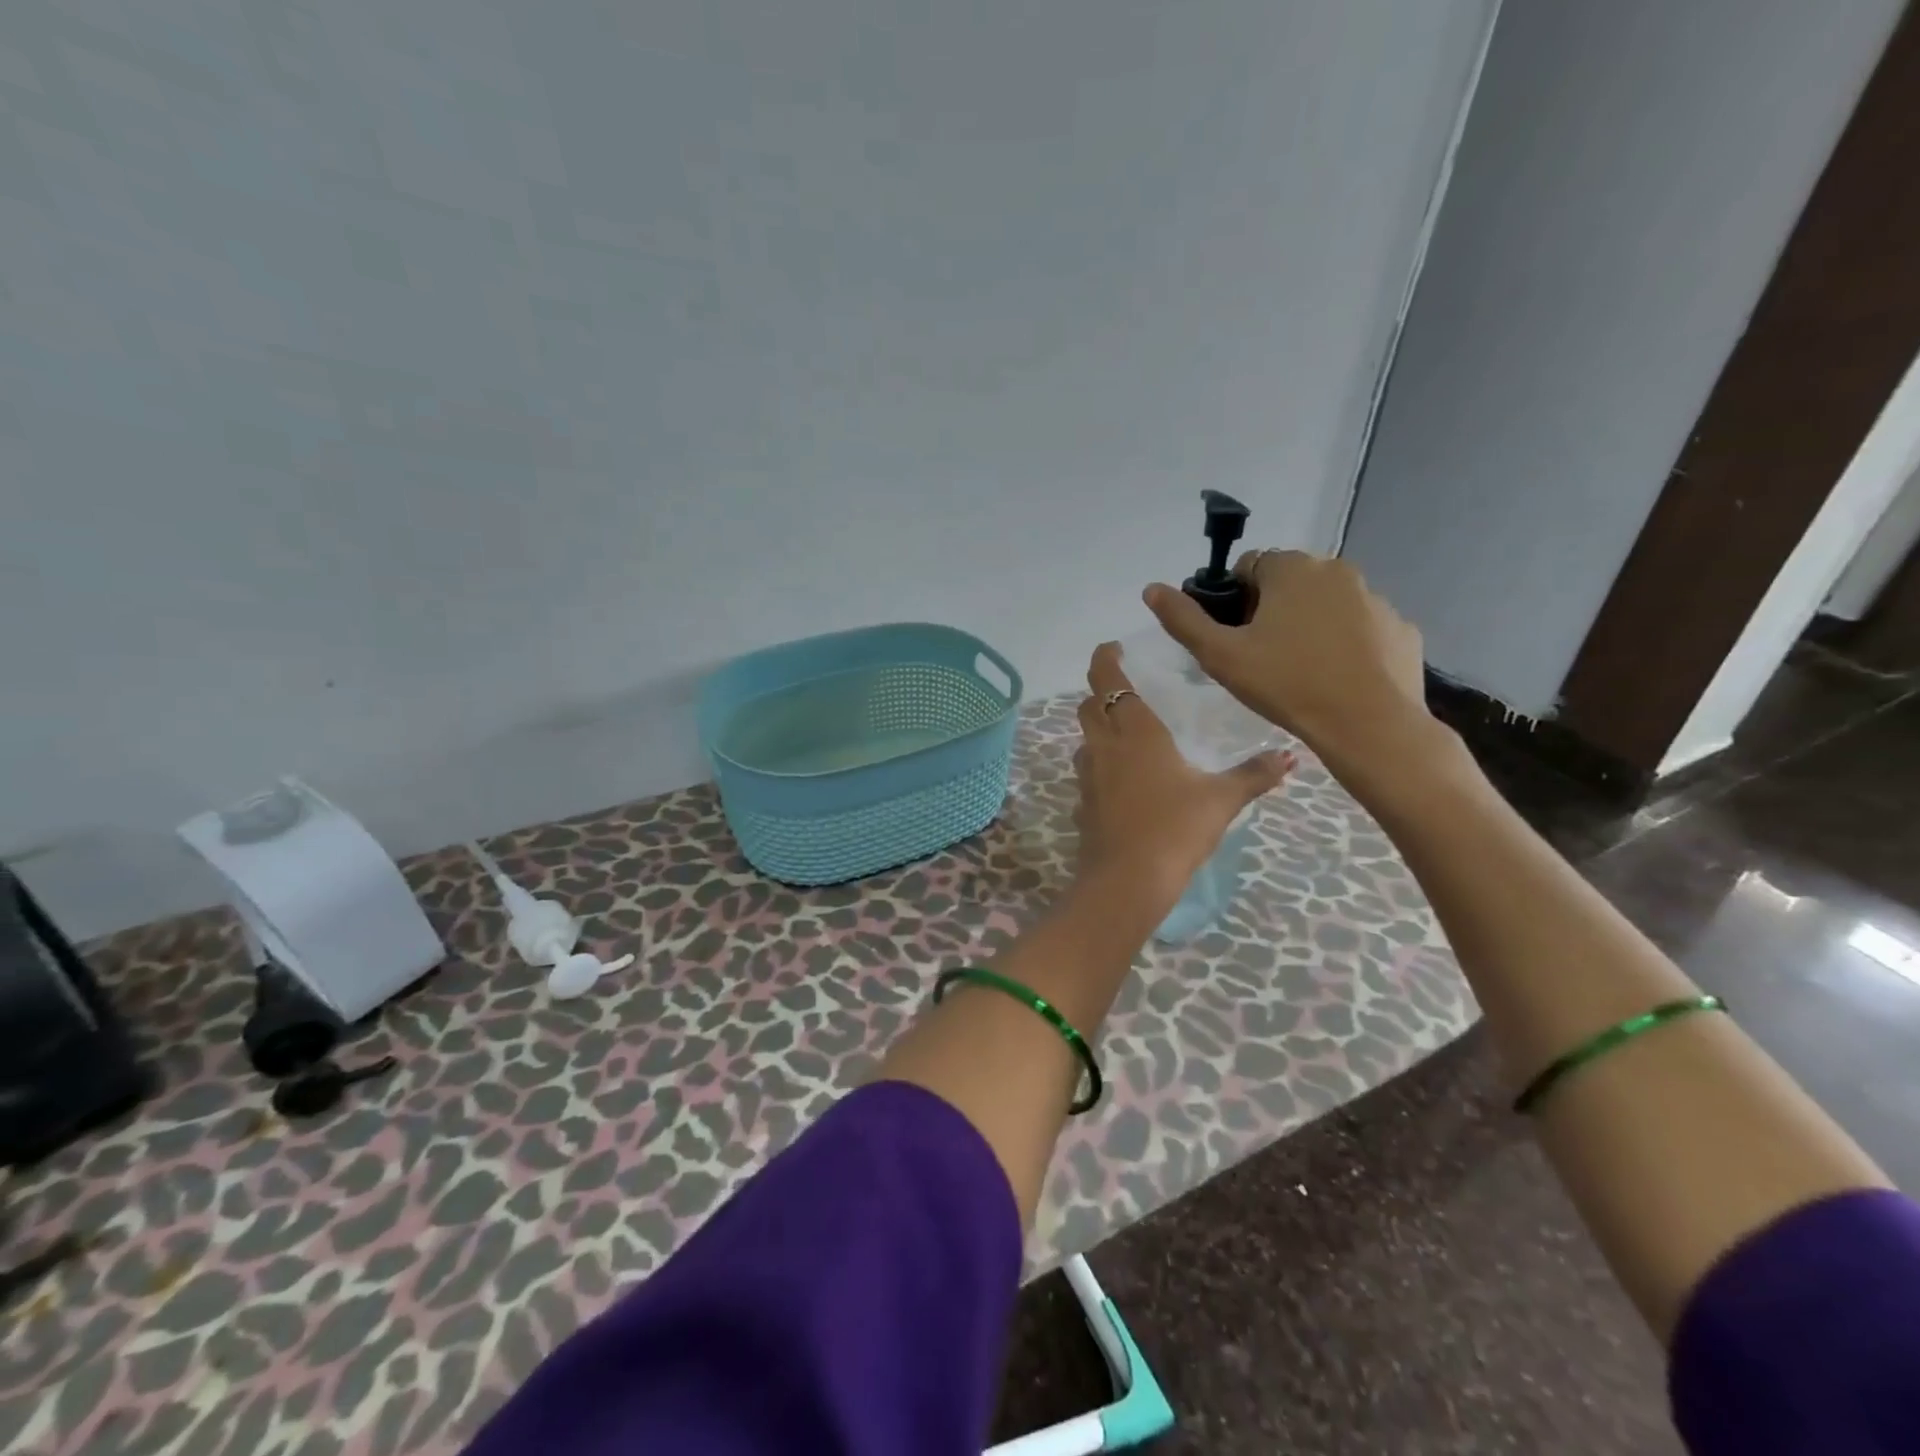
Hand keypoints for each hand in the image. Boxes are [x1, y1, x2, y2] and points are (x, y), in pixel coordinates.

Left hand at [1073, 642, 1294, 907]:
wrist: (1126, 880)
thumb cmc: (1174, 828)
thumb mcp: (1221, 799)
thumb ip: (1254, 775)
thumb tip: (1290, 756)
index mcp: (1134, 732)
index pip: (1108, 680)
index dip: (1105, 659)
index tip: (1112, 648)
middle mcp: (1104, 746)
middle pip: (1088, 706)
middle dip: (1100, 691)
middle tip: (1123, 688)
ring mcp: (1087, 776)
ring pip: (1085, 739)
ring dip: (1098, 728)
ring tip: (1126, 732)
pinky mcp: (1082, 804)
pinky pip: (1087, 773)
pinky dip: (1100, 765)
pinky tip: (1122, 780)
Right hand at [1144, 551, 1427, 762]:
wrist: (1367, 725)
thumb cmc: (1286, 684)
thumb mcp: (1221, 655)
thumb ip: (1183, 619)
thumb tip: (1151, 588)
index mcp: (1292, 569)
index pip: (1250, 566)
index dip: (1234, 600)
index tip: (1234, 636)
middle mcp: (1337, 570)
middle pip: (1290, 582)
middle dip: (1272, 609)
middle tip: (1262, 656)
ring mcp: (1376, 598)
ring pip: (1327, 604)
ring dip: (1310, 624)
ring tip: (1300, 671)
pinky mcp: (1400, 628)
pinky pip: (1361, 628)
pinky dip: (1346, 643)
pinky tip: (1336, 677)